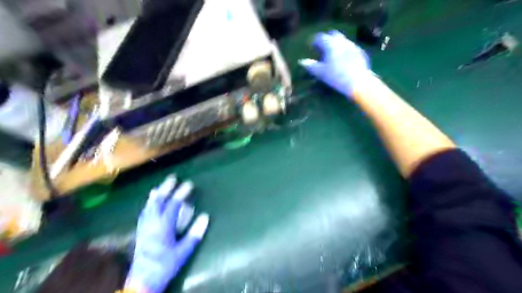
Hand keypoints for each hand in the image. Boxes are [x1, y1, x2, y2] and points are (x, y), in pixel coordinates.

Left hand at [125, 175, 208, 291]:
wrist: (142, 281)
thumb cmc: (165, 265)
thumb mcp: (183, 252)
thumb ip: (194, 234)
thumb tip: (205, 216)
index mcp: (162, 227)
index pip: (173, 205)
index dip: (181, 193)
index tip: (189, 184)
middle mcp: (151, 223)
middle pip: (158, 201)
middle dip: (166, 188)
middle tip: (173, 178)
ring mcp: (144, 227)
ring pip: (149, 206)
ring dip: (156, 194)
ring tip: (161, 186)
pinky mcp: (140, 232)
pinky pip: (144, 212)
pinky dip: (149, 204)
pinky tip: (150, 203)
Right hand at [298, 30, 369, 96]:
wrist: (358, 82)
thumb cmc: (336, 76)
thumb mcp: (320, 72)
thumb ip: (311, 65)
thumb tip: (301, 61)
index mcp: (331, 44)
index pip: (320, 37)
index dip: (313, 41)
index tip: (310, 46)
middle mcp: (342, 41)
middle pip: (333, 35)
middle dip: (326, 39)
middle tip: (321, 48)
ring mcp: (353, 46)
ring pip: (342, 40)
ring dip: (336, 44)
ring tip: (332, 54)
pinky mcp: (360, 53)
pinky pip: (350, 48)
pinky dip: (344, 50)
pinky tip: (343, 59)